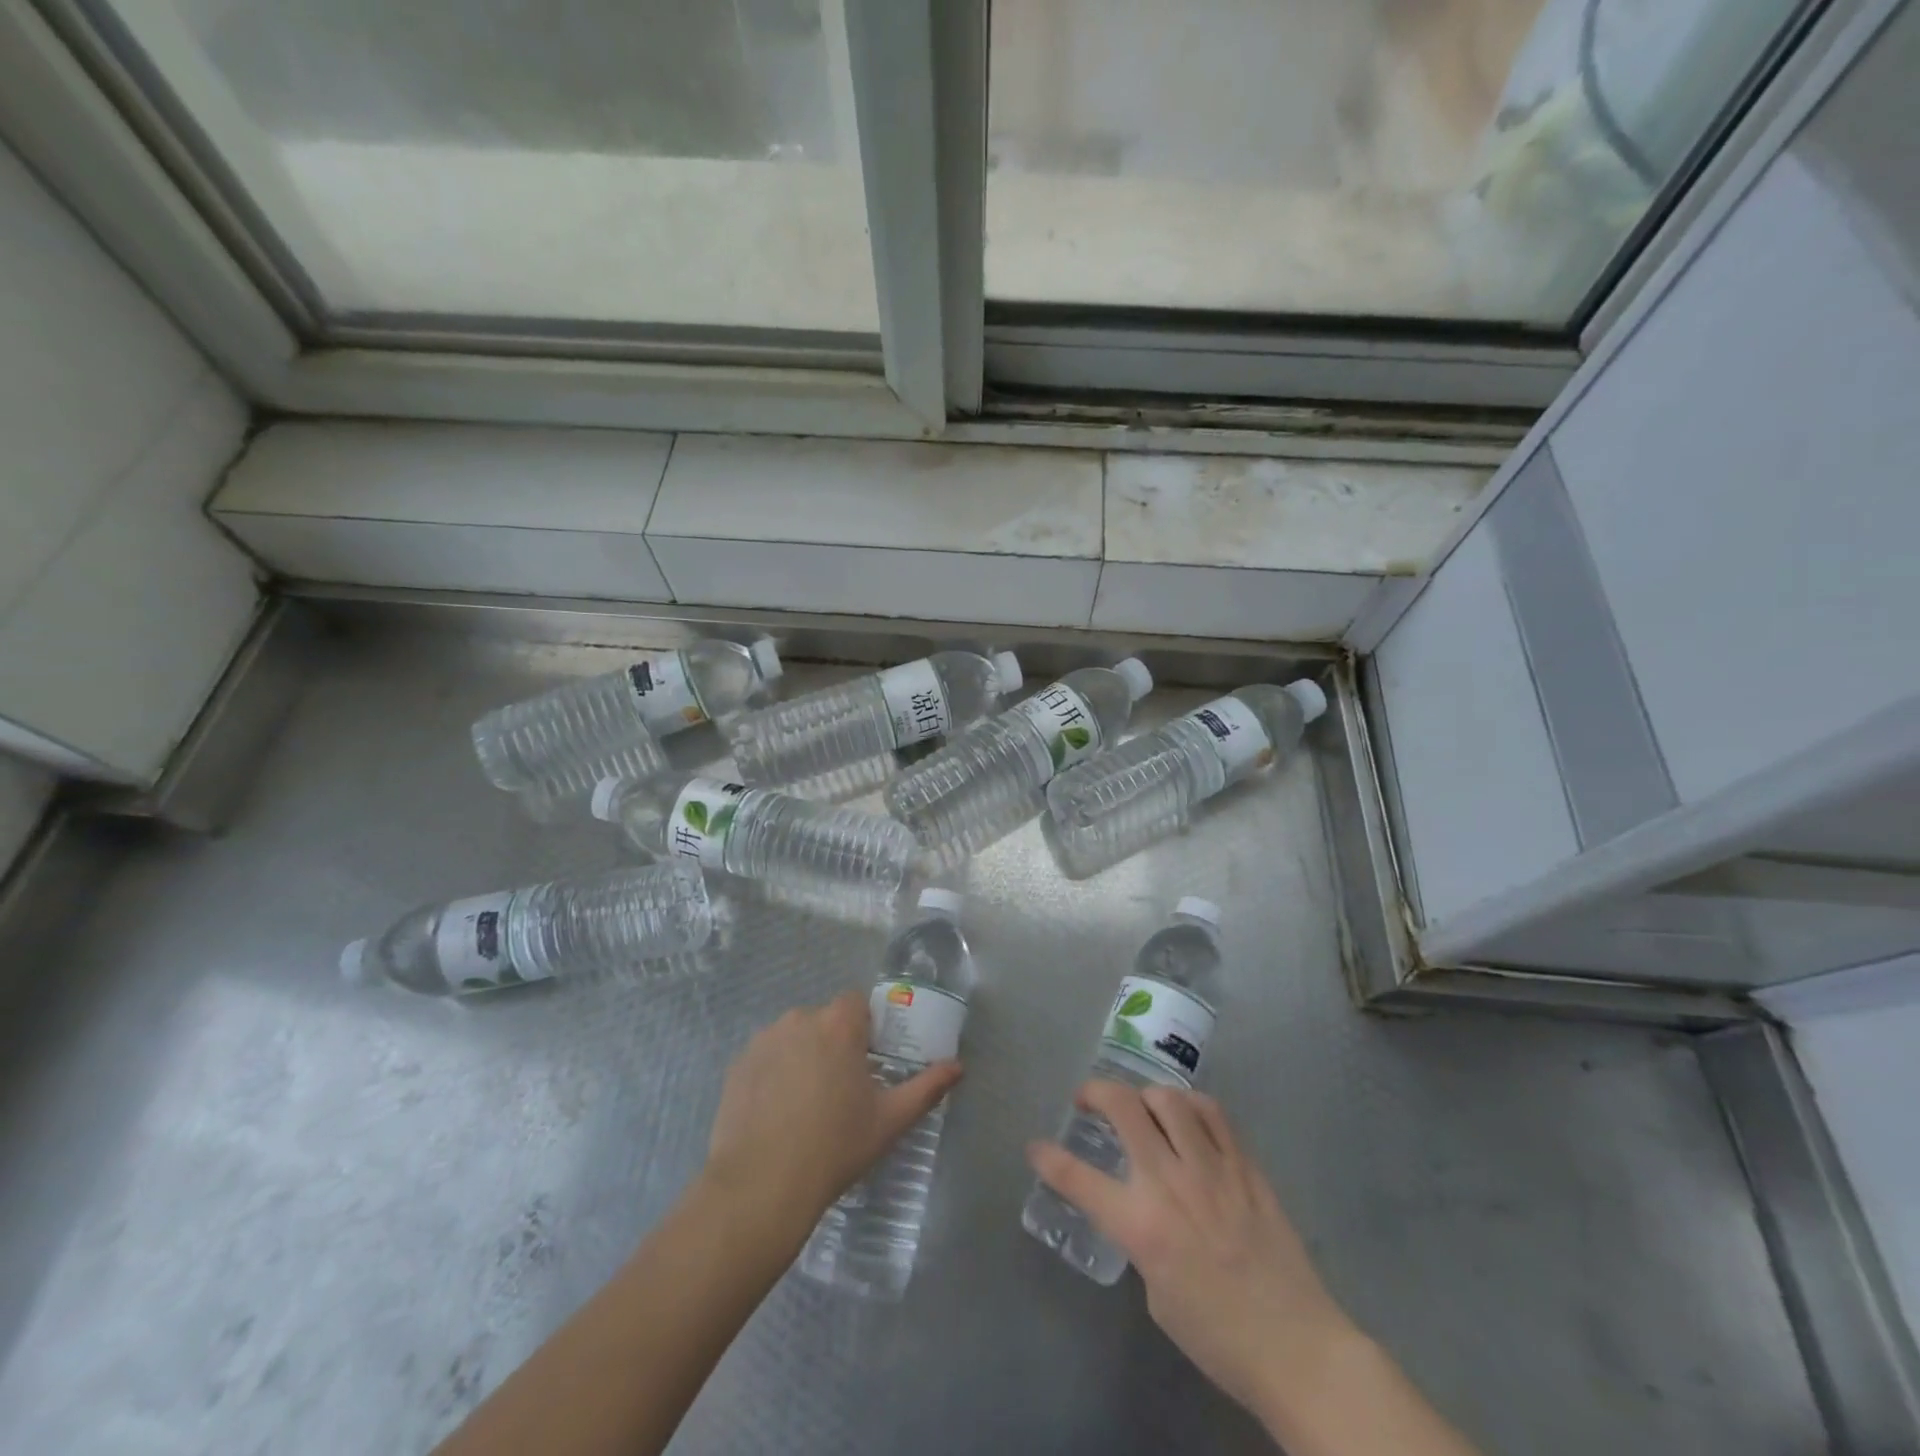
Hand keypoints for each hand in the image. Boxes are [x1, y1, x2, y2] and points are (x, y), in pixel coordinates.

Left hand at [705, 991, 962, 1228]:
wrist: (760, 1186)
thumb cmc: (835, 1146)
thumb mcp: (889, 1120)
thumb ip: (927, 1087)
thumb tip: (958, 1067)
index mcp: (838, 1024)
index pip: (857, 1003)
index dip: (866, 1027)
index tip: (868, 1061)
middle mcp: (799, 1019)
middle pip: (825, 1020)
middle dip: (834, 1043)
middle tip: (841, 1089)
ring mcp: (763, 1040)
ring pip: (794, 1037)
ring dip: (803, 1056)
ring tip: (806, 1104)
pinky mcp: (737, 1065)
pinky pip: (766, 1057)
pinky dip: (774, 1073)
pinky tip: (777, 1113)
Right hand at [1028, 1081, 1353, 1424]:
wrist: (1297, 1348)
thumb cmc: (1219, 1336)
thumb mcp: (1157, 1292)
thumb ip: (1141, 1237)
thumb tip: (1141, 1206)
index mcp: (1142, 1225)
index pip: (1079, 1179)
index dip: (1049, 1159)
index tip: (1036, 1147)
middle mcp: (1170, 1183)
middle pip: (1123, 1108)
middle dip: (1095, 1092)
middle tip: (1088, 1100)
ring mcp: (1211, 1168)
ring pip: (1168, 1098)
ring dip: (1145, 1095)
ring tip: (1142, 1107)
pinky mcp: (1244, 1165)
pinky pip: (1212, 1113)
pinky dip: (1190, 1105)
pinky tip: (1186, 1116)